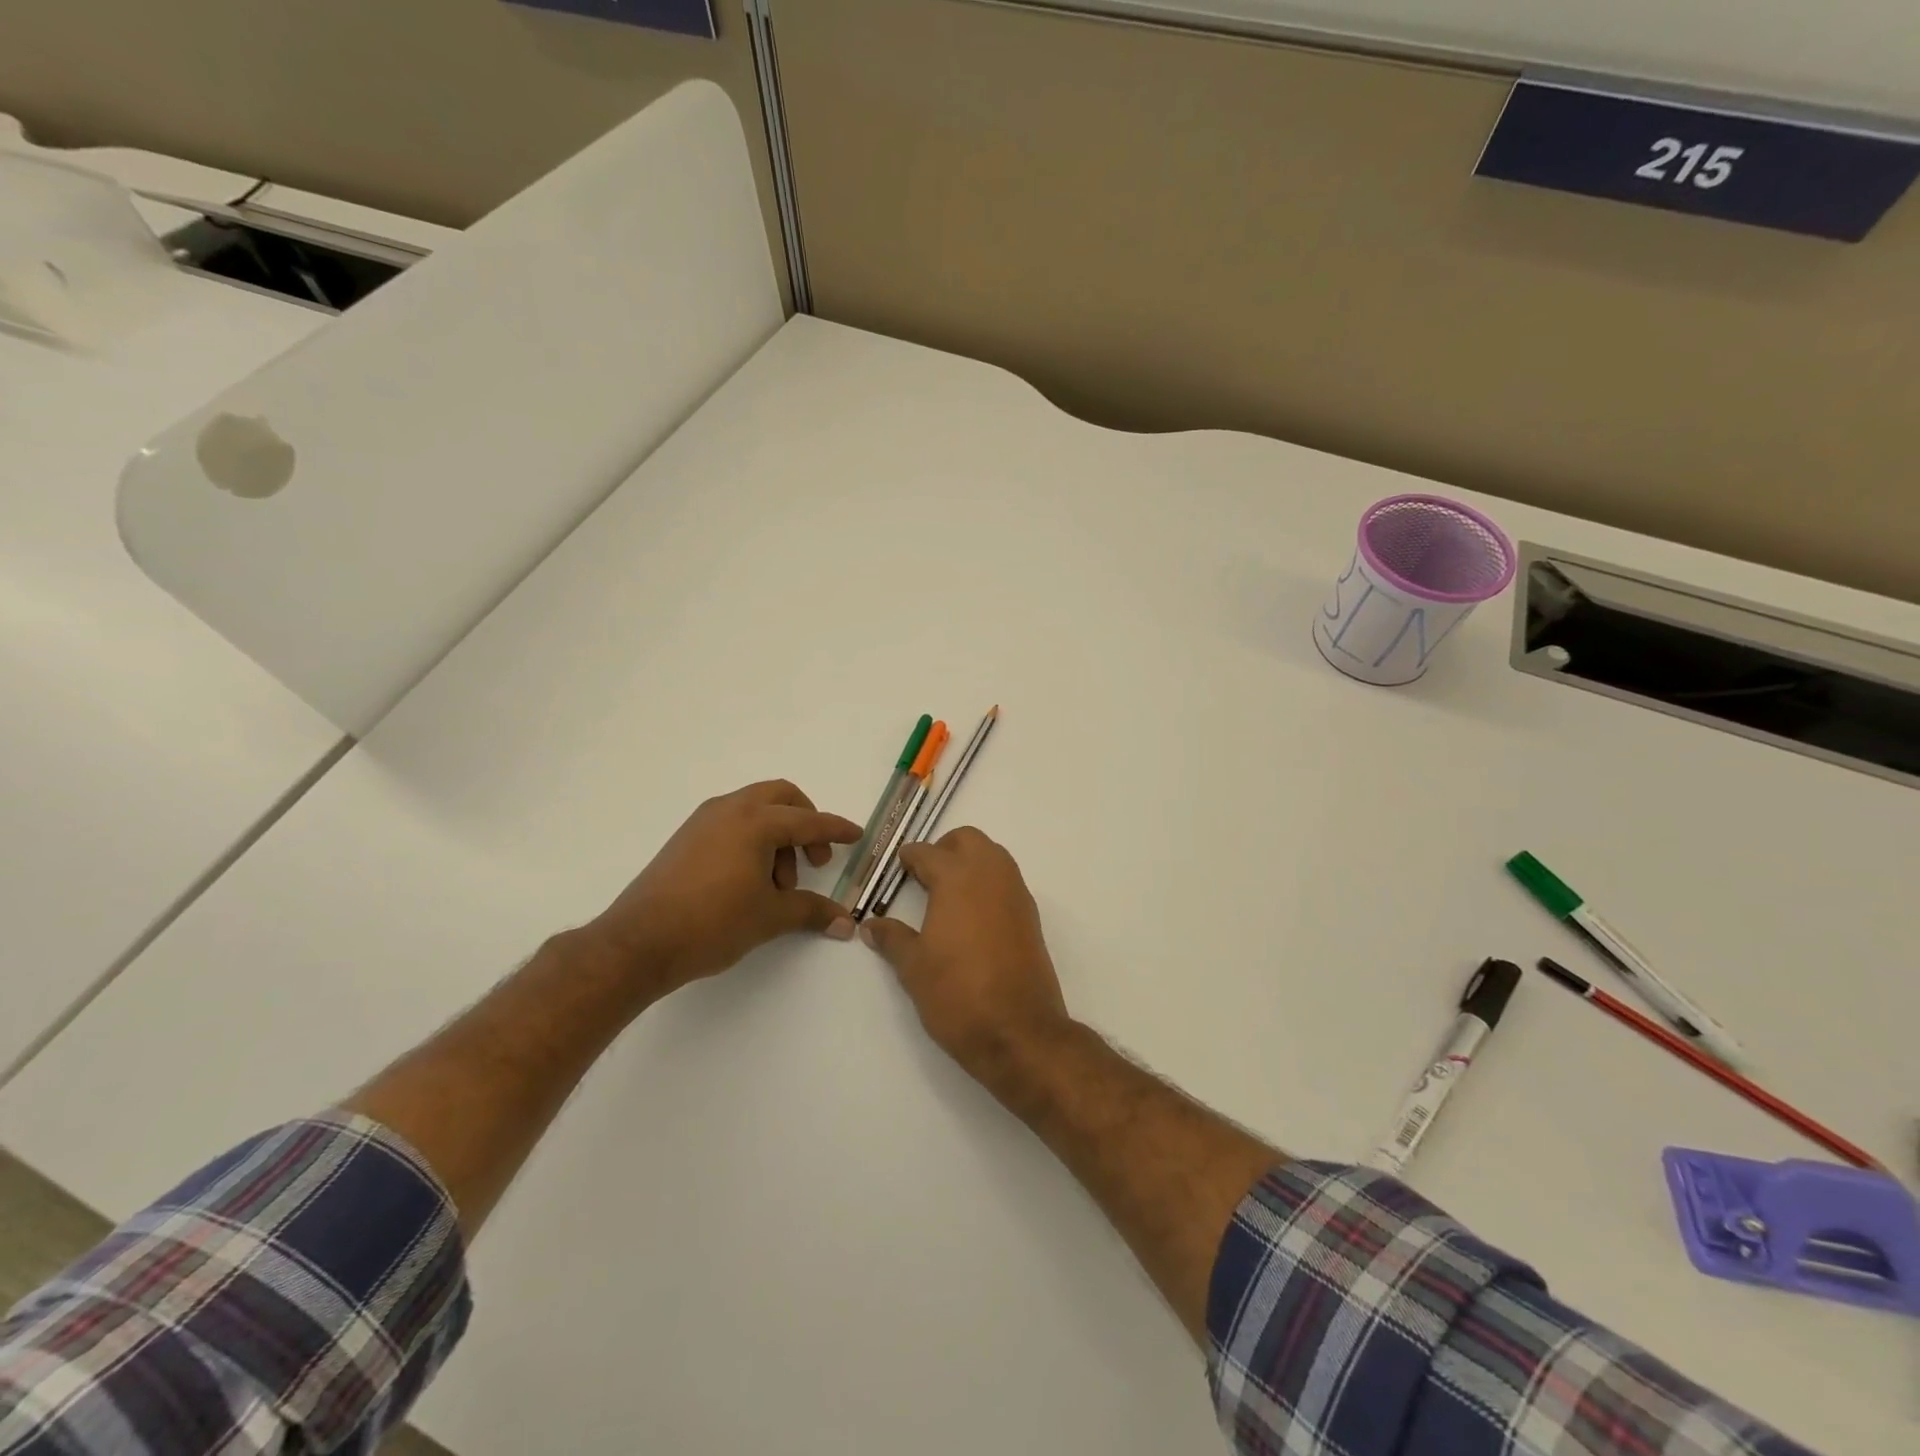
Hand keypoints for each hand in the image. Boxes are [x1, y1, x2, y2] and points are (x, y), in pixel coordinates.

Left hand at [580, 780, 861, 997]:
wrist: (638, 942)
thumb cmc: (712, 923)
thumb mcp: (770, 917)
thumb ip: (811, 911)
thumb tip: (846, 923)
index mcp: (756, 821)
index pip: (810, 821)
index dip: (837, 830)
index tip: (857, 835)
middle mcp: (730, 809)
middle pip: (782, 797)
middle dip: (806, 823)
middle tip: (815, 860)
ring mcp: (704, 821)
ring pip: (755, 810)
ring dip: (778, 836)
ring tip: (778, 884)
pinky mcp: (686, 838)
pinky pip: (732, 823)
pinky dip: (752, 840)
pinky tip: (751, 880)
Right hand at [859, 827, 1072, 1082]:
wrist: (1018, 1031)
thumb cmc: (957, 994)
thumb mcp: (914, 967)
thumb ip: (893, 939)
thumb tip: (871, 926)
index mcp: (957, 878)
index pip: (927, 852)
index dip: (908, 859)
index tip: (898, 868)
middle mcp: (990, 874)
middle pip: (967, 840)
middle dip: (944, 849)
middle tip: (924, 876)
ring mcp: (1016, 893)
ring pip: (993, 855)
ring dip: (970, 862)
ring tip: (947, 895)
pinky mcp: (1031, 916)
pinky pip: (1007, 881)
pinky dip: (989, 884)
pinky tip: (972, 917)